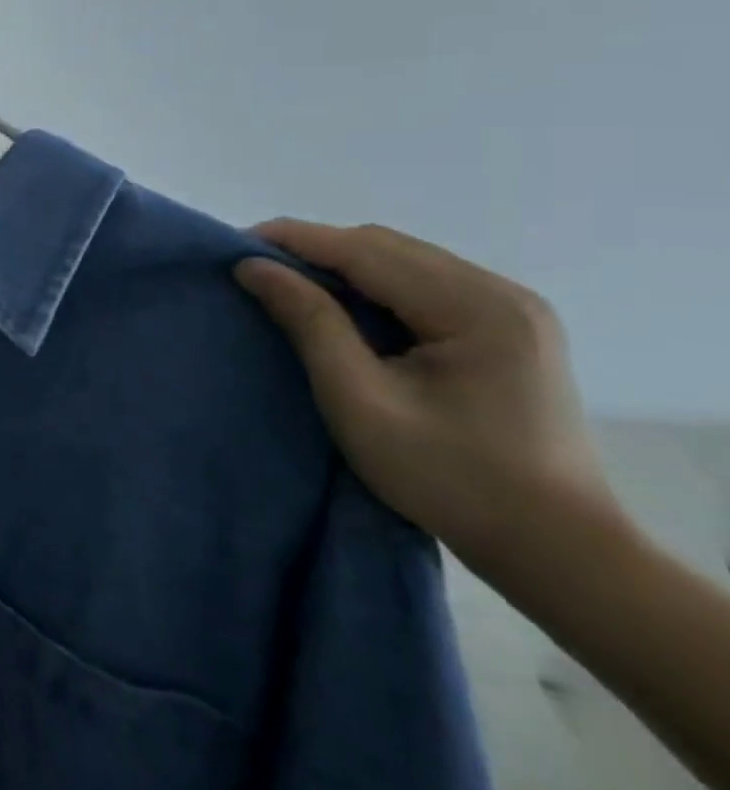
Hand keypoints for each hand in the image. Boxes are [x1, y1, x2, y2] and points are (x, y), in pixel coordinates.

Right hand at [233, 220, 617, 571]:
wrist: (556, 548)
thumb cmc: (450, 478)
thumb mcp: (360, 401)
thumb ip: (309, 324)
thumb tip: (253, 266)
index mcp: (476, 308)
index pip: (365, 250)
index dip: (294, 240)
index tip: (232, 246)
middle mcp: (502, 293)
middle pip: (386, 247)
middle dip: (314, 249)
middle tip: (255, 270)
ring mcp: (512, 309)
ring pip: (403, 260)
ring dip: (341, 265)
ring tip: (288, 285)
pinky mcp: (508, 328)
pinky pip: (423, 282)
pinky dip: (372, 284)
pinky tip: (343, 307)